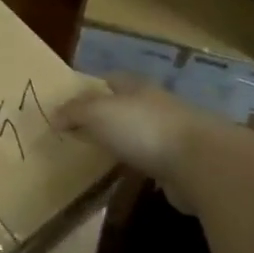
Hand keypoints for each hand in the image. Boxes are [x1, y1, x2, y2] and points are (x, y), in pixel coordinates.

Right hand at [55, 75, 212, 211]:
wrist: (200, 163)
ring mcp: (172, 134)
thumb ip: (74, 112)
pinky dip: (139, 163)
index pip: (112, 79)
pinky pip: (153, 159)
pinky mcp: (181, 163)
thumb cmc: (144, 128)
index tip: (72, 101)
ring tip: (99, 153)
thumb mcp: (98, 113)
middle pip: (127, 105)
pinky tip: (126, 173)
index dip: (92, 86)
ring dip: (124, 140)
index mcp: (137, 87)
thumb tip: (53, 115)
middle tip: (80, 129)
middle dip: (107, 114)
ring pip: (140, 132)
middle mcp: (156, 105)